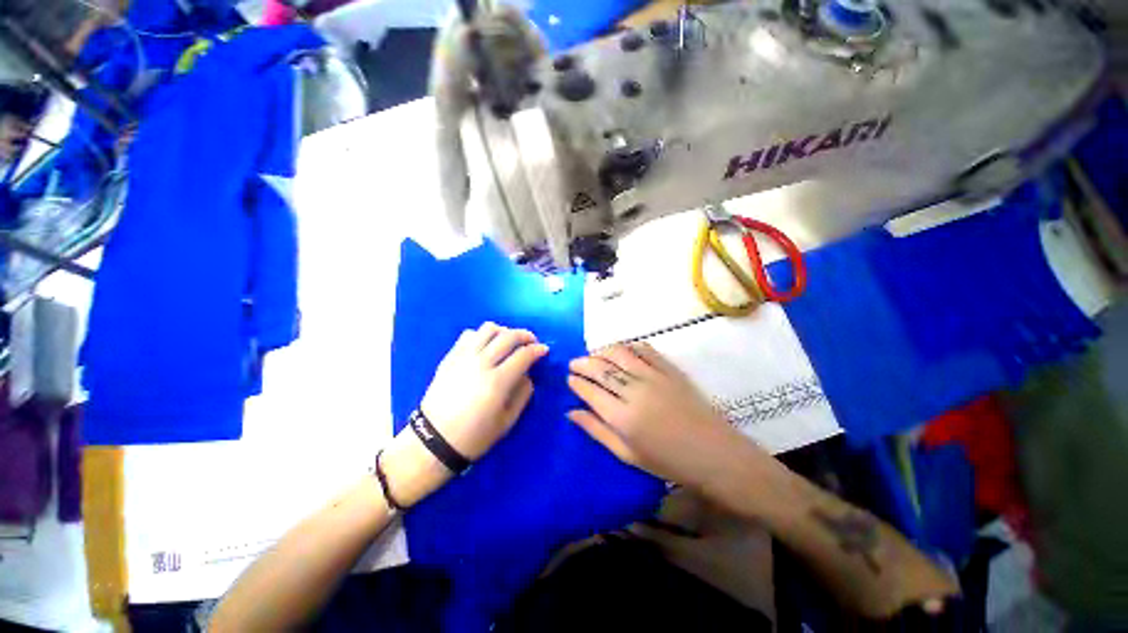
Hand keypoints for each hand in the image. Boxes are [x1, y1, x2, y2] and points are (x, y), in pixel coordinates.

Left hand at [382, 323, 546, 506]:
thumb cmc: (474, 436)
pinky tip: (486, 346)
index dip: (537, 349)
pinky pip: (469, 334)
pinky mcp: (450, 357)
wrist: (433, 440)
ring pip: (488, 329)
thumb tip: (528, 374)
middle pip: (509, 336)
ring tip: (508, 341)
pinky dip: (482, 335)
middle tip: (531, 342)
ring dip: (504, 331)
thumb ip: (523, 394)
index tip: (544, 350)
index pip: (524, 354)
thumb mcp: (507, 422)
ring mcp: (463, 357)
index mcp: (497, 382)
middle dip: (525, 335)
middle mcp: (481, 363)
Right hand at [567, 343, 768, 490]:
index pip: (590, 391)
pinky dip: (628, 346)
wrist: (713, 453)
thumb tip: (571, 412)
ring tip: (594, 355)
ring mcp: (653, 376)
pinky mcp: (669, 369)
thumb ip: (597, 430)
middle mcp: (634, 391)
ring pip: (619, 354)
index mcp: (622, 417)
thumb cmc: (667, 462)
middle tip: (574, 363)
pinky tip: (621, 351)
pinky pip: (644, 350)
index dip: (577, 382)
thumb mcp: (627, 454)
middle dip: (583, 363)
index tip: (569, 379)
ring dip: (601, 351)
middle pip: (601, 369)